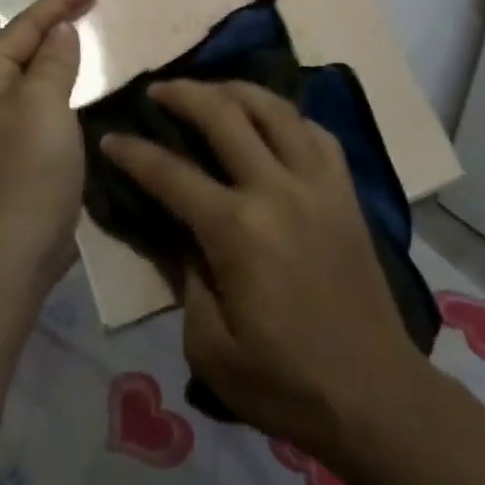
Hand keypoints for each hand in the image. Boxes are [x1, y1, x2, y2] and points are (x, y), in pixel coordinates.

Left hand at [0, 0, 97, 290]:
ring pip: (38, 74)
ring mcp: (2, 123)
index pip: (24, 26)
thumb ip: (54, 60)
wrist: (14, 251)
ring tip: (95, 32)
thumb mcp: (43, 104)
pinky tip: (88, 80)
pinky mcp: (21, 147)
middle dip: (60, 23)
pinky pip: (46, 101)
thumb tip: (60, 31)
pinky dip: (68, 84)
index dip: (60, 1)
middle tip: (97, 1)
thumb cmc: (26, 170)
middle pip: (27, 46)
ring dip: (65, 53)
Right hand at [100, 80, 422, 455]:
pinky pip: (315, 132)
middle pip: (224, 115)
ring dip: (236, 90)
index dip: (133, 152)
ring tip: (212, 90)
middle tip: (157, 90)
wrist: (374, 394)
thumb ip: (185, 277)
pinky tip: (271, 122)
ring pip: (275, 108)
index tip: (109, 137)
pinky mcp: (345, 191)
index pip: (171, 174)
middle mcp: (277, 189)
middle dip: (182, 94)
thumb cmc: (285, 382)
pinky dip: (286, 117)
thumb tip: (175, 230)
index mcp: (237, 230)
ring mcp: (318, 183)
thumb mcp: (209, 346)